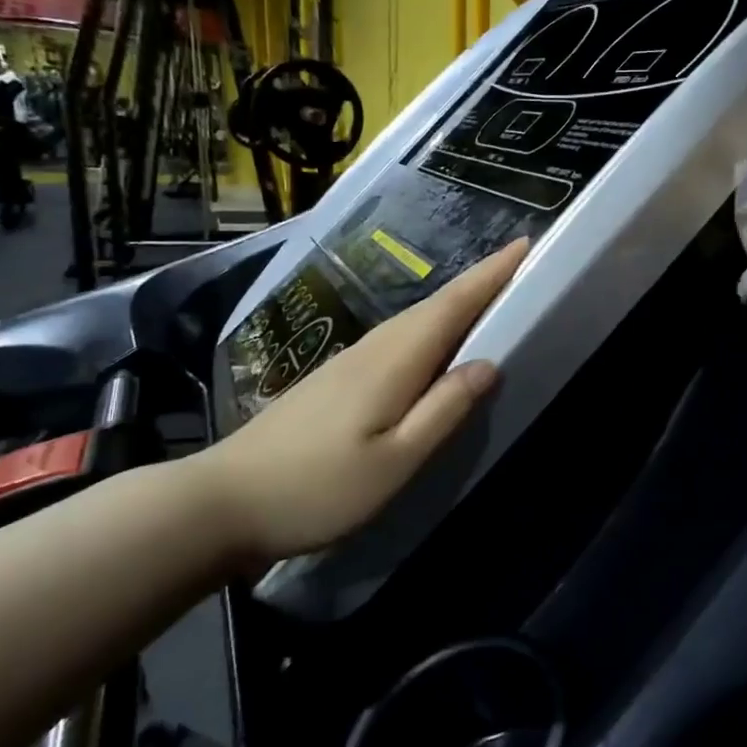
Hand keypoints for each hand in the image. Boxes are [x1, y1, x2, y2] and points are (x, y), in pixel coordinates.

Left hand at [189, 238, 529, 562]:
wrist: (223, 501)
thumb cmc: (317, 488)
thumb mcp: (394, 461)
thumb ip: (443, 411)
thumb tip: (487, 365)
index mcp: (392, 363)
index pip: (451, 307)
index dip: (488, 276)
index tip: (523, 245)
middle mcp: (371, 351)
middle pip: (433, 307)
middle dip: (477, 283)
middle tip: (518, 267)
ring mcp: (347, 363)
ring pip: (413, 322)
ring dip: (453, 303)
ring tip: (487, 297)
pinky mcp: (334, 381)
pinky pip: (395, 341)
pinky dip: (427, 329)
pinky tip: (432, 345)